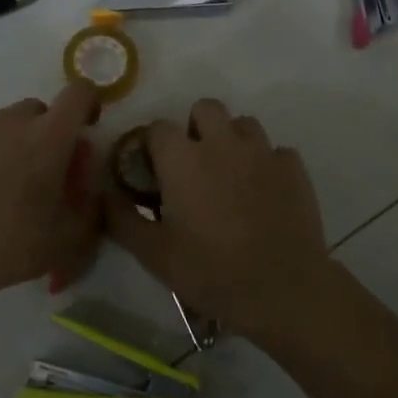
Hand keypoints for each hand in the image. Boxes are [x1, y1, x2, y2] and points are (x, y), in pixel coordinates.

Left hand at [0, 83, 102, 308]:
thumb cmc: (14, 245)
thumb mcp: (71, 237)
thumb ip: (87, 201)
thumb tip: (84, 181)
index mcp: (50, 137)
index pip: (79, 93)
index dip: (87, 103)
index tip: (85, 125)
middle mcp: (11, 121)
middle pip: (36, 110)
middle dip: (43, 132)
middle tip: (37, 171)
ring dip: (6, 143)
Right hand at [104, 99, 331, 339]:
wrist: (283, 289)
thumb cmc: (211, 271)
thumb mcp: (154, 254)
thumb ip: (122, 218)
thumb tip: (104, 194)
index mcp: (182, 159)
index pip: (158, 127)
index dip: (152, 145)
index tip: (153, 171)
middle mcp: (222, 142)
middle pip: (205, 108)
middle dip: (195, 127)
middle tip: (193, 164)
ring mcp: (262, 151)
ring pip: (243, 123)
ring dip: (233, 140)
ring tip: (231, 174)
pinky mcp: (294, 167)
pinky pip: (276, 151)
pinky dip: (267, 165)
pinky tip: (264, 192)